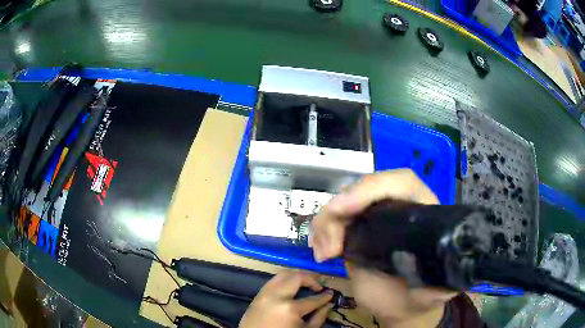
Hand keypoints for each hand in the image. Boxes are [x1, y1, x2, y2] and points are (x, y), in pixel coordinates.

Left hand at [240, 270, 333, 327]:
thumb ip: (318, 318)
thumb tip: (328, 305)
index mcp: (290, 309)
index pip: (313, 299)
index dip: (325, 296)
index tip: (330, 294)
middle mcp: (277, 296)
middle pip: (296, 277)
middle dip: (311, 279)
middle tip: (318, 286)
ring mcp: (264, 294)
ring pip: (282, 274)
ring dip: (296, 276)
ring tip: (305, 284)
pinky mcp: (257, 295)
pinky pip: (272, 281)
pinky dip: (284, 281)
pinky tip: (291, 288)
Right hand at [309, 169, 454, 324]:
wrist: (403, 307)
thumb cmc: (422, 297)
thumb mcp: (433, 290)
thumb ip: (432, 278)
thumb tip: (418, 260)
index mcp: (423, 212)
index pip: (402, 182)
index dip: (373, 187)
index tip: (345, 209)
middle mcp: (399, 208)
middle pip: (365, 189)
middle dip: (341, 210)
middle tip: (330, 246)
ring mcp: (375, 218)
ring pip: (344, 202)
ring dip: (326, 222)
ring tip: (323, 254)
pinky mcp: (356, 231)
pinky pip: (333, 219)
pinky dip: (321, 231)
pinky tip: (320, 252)